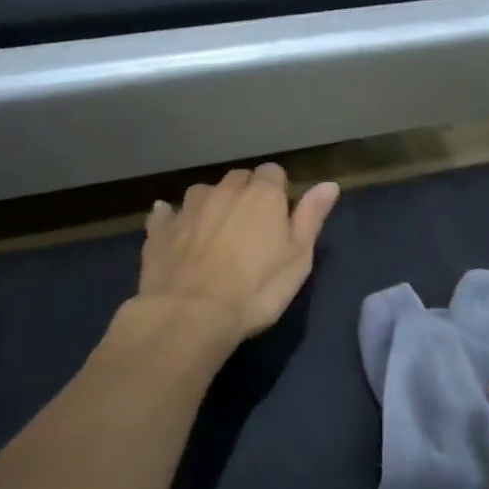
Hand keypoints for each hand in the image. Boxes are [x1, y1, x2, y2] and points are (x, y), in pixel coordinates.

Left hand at [138, 164, 339, 344]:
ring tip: (216, 234)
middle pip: (239, 178)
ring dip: (212, 205)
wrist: (190, 316)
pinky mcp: (159, 230)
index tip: (280, 216)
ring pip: (204, 192)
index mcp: (262, 195)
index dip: (278, 192)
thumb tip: (329, 184)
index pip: (274, 172)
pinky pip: (167, 213)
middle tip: (251, 229)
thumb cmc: (256, 289)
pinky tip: (176, 232)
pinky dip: (174, 219)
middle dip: (245, 195)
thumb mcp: (298, 258)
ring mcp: (188, 208)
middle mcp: (224, 191)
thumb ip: (311, 217)